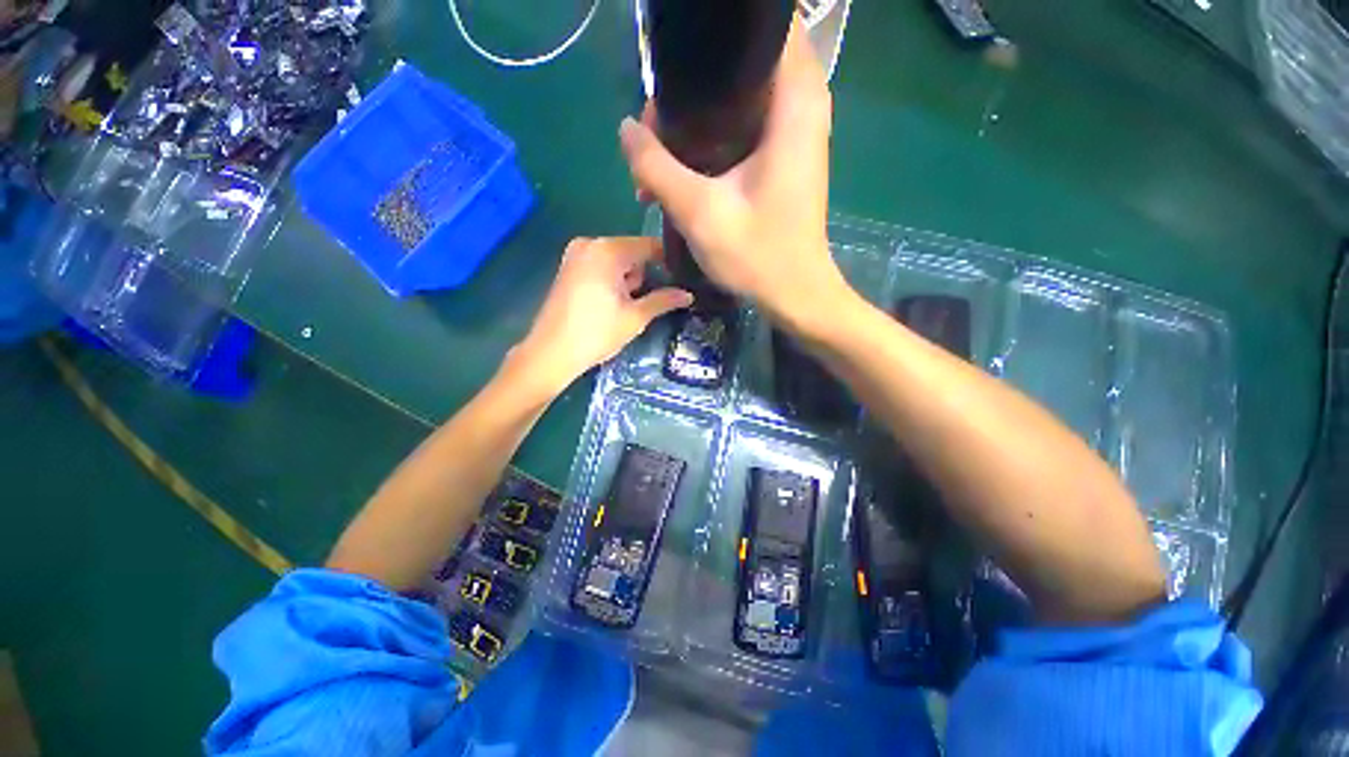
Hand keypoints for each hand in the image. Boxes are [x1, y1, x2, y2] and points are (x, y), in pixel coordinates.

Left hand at [510, 237, 692, 395]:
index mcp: (608, 250)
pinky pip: (599, 266)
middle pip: (631, 252)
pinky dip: (610, 280)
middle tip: (640, 304)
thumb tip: (688, 295)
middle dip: (642, 275)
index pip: (648, 246)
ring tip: (622, 308)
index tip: (678, 281)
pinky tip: (607, 304)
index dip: (666, 262)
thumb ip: (663, 300)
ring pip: (615, 260)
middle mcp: (590, 244)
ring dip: (626, 280)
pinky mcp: (567, 268)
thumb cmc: (596, 333)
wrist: (551, 353)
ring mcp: (575, 254)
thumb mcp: (635, 318)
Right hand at [618, 19, 847, 331]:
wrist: (794, 295)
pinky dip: (712, 142)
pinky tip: (681, 171)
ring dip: (698, 121)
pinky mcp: (784, 161)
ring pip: (739, 101)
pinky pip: (744, 130)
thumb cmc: (757, 256)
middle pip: (742, 66)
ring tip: (660, 151)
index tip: (679, 63)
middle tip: (657, 120)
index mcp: (793, 105)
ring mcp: (794, 137)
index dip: (719, 39)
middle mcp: (801, 109)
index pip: (767, 28)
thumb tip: (626, 129)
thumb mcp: (699, 211)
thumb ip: (657, 166)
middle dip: (694, 86)